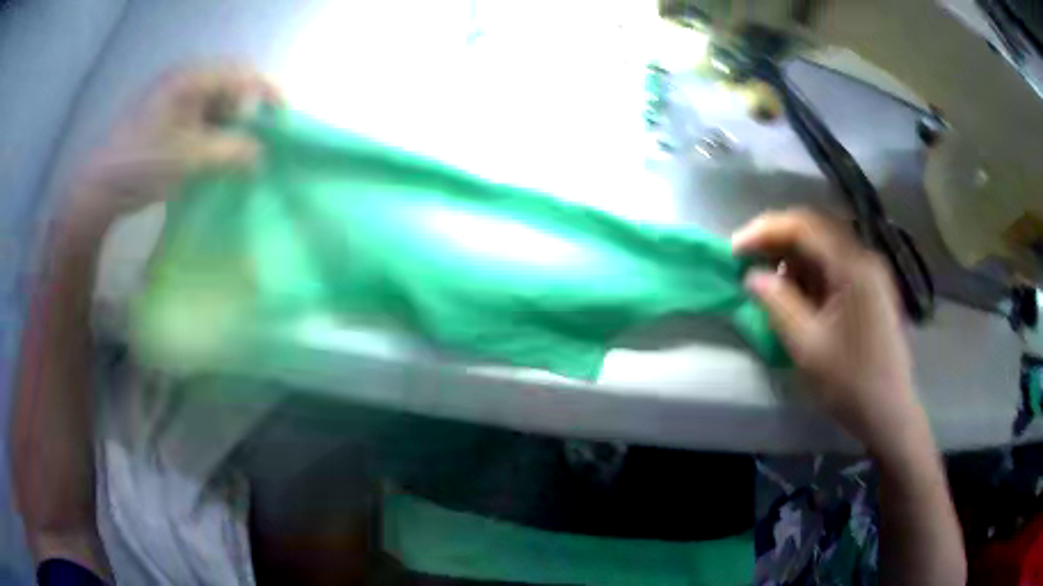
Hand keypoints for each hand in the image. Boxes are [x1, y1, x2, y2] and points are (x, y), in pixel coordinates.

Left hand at [72, 64, 280, 221]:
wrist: (98, 186)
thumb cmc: (143, 165)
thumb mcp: (190, 159)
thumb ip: (232, 152)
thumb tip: (261, 155)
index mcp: (193, 78)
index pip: (244, 74)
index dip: (268, 95)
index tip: (281, 122)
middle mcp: (184, 78)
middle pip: (230, 87)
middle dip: (244, 115)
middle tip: (245, 148)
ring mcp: (171, 95)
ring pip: (213, 104)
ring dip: (224, 128)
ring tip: (223, 158)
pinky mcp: (162, 114)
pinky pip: (196, 116)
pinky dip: (206, 134)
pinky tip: (202, 157)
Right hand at [732, 209, 923, 455]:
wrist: (888, 412)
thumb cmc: (850, 382)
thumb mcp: (807, 346)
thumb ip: (777, 304)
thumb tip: (751, 277)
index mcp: (852, 266)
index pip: (803, 226)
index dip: (764, 231)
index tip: (733, 250)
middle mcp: (864, 258)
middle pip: (815, 230)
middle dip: (776, 241)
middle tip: (747, 262)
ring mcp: (870, 273)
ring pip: (824, 247)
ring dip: (792, 258)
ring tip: (769, 281)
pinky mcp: (870, 289)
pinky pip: (835, 266)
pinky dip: (810, 273)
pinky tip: (797, 294)